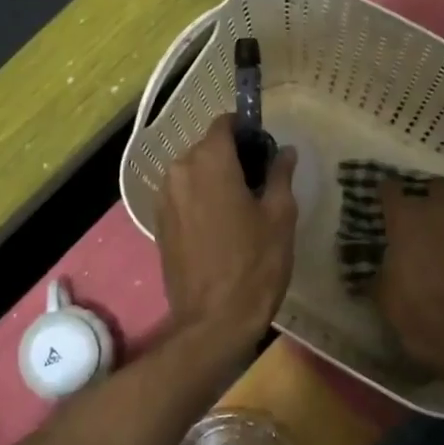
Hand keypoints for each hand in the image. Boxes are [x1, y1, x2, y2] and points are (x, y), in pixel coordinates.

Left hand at [156, 115, 297, 354]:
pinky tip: (220, 225)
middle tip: (261, 182)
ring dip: (215, 178)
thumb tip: (284, 152)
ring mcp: (164, 197)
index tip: (265, 149)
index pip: (225, 124)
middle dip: (232, 156)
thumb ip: (280, 175)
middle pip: (207, 147)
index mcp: (209, 161)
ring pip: (193, 172)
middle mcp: (179, 171)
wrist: (213, 320)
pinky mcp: (159, 222)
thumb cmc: (255, 264)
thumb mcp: (280, 217)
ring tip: (241, 206)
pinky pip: (182, 195)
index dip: (247, 130)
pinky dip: (200, 198)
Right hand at [372, 178, 443, 379]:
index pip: (391, 190)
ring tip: (439, 228)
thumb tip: (374, 261)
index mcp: (406, 221)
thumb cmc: (416, 314)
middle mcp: (439, 216)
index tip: (379, 195)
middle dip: (426, 191)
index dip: (384, 190)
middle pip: (436, 186)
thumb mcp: (382, 294)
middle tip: (415, 207)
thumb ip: (377, 269)